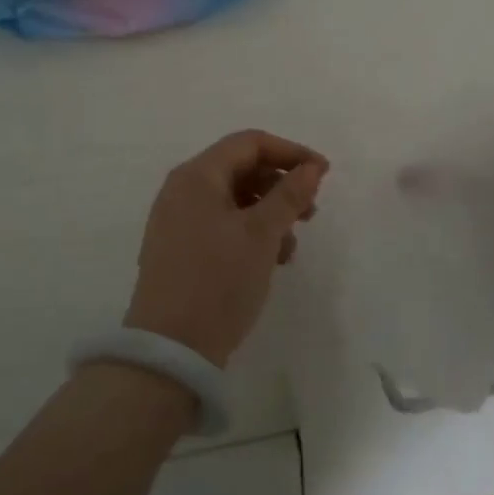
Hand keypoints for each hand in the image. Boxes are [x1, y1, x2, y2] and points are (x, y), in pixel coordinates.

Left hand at [124, 131, 328, 367]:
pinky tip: (270, 261)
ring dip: (268, 214)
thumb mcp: (262, 234)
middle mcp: (182, 190)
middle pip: (241, 169)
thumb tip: (311, 167)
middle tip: (311, 212)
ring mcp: (176, 221)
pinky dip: (249, 234)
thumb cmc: (218, 281)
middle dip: (280, 186)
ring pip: (233, 200)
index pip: (250, 143)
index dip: (290, 153)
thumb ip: (289, 195)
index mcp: (196, 175)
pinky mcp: (179, 250)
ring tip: (290, 247)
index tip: (323, 175)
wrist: (170, 351)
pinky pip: (221, 225)